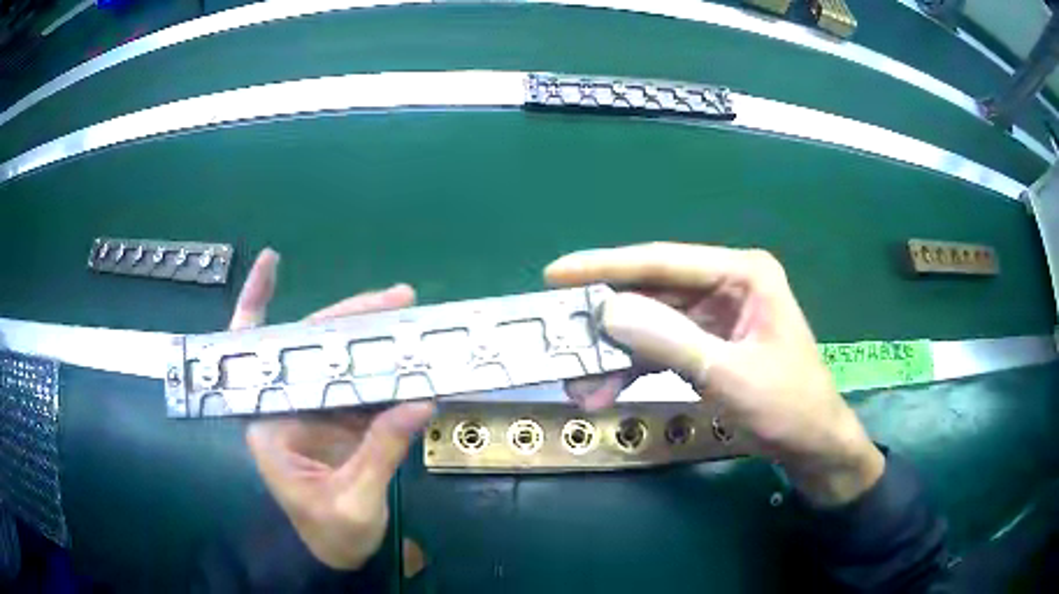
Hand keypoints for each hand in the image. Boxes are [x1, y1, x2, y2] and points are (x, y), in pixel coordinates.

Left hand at [231, 249, 434, 568]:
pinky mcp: (341, 421)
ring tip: (410, 318)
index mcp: (268, 421)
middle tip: (397, 298)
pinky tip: (409, 358)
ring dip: (374, 340)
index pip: (252, 352)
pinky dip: (386, 372)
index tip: (274, 261)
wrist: (340, 554)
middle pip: (309, 345)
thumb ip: (381, 451)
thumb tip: (420, 401)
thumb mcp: (355, 499)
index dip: (257, 302)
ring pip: (339, 361)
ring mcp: (316, 411)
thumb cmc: (331, 533)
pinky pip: (362, 387)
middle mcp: (287, 406)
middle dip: (349, 317)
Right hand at [546, 243, 883, 505]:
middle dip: (607, 320)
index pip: (663, 262)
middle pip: (652, 293)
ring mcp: (716, 317)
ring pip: (651, 325)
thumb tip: (609, 311)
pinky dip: (633, 369)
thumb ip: (672, 342)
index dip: (606, 267)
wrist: (813, 446)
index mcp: (742, 274)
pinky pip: (661, 349)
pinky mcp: (708, 346)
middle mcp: (726, 286)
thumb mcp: (731, 375)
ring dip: (615, 353)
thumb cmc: (788, 405)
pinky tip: (605, 390)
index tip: (556, 274)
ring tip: (579, 383)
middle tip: (559, 335)